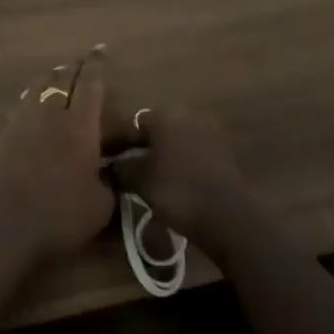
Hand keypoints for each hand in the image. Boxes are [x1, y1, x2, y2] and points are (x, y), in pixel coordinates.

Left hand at [0, 50, 115, 264]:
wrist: (0, 227)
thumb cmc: (58, 217)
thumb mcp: (100, 206)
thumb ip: (109, 183)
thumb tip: (110, 172)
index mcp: (79, 125)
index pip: (91, 84)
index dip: (97, 65)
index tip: (100, 49)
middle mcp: (49, 114)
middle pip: (61, 78)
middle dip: (74, 67)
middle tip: (81, 62)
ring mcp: (21, 122)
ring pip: (37, 88)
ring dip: (50, 78)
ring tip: (58, 76)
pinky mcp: (1, 136)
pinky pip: (22, 105)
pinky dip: (32, 98)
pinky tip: (34, 105)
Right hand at [105, 106, 253, 254]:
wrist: (229, 218)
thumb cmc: (178, 192)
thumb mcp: (140, 181)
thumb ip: (120, 169)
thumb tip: (104, 167)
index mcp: (165, 115)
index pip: (133, 123)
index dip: (119, 143)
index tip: (111, 163)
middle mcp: (188, 115)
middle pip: (156, 129)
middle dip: (143, 147)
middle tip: (131, 171)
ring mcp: (210, 132)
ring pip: (176, 140)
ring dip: (164, 155)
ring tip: (153, 180)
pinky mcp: (224, 152)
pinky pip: (194, 152)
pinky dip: (183, 163)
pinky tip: (176, 184)